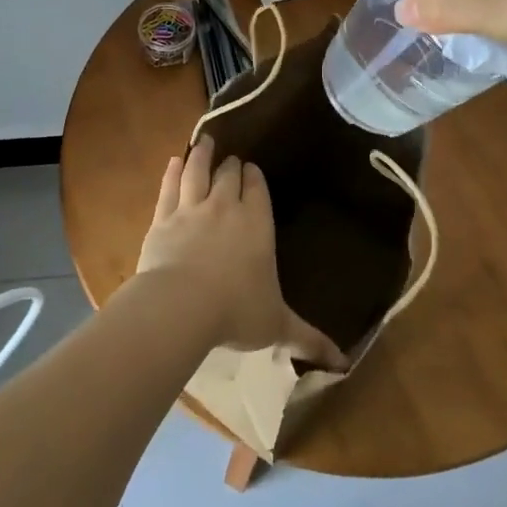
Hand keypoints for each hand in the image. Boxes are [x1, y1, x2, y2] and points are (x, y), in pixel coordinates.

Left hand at [135, 137, 347, 369]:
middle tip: (230, 160)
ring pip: (198, 172)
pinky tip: (175, 161)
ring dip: (202, 155)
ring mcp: (191, 210)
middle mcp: (226, 207)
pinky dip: (173, 172)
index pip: (257, 189)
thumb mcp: (277, 326)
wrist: (180, 306)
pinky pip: (169, 188)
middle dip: (231, 166)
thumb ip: (308, 338)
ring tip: (205, 142)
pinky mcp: (162, 219)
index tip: (252, 169)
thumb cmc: (236, 311)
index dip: (254, 177)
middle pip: (228, 176)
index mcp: (257, 224)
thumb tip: (344, 363)